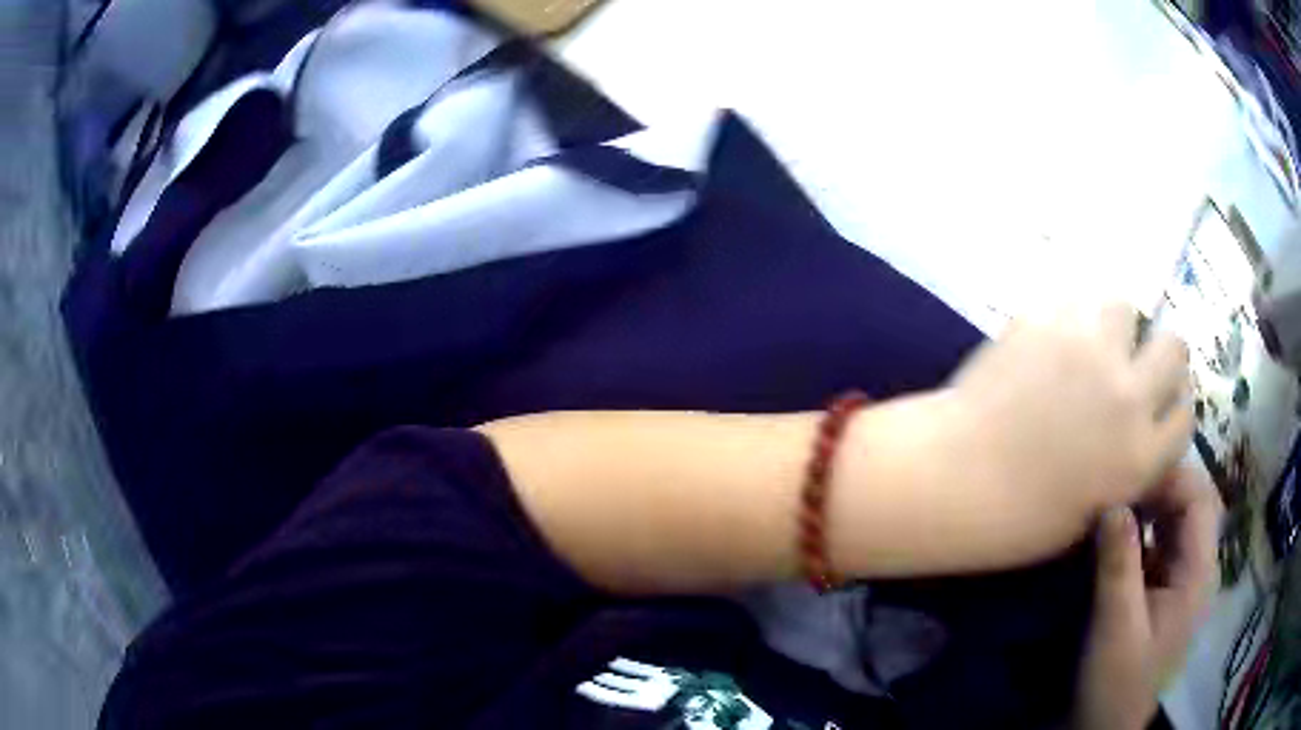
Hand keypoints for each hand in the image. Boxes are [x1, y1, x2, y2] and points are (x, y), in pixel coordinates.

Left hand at [940, 303, 1194, 565]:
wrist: (954, 479)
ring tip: (1087, 345)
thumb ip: (1124, 469)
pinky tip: (1047, 339)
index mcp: (1141, 456)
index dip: (1173, 407)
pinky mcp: (1048, 320)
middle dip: (1161, 354)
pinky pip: (1073, 302)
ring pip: (1124, 308)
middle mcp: (1129, 395)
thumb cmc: (1018, 520)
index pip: (1185, 415)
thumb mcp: (1089, 513)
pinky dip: (1069, 317)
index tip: (1158, 404)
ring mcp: (1090, 350)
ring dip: (1112, 325)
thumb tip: (1134, 437)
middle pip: (1175, 348)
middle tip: (1134, 364)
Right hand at [1073, 465, 1221, 729]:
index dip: (1170, 479)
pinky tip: (1114, 537)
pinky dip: (1140, 532)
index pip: (1199, 499)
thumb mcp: (1116, 628)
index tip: (1129, 478)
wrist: (1106, 728)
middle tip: (1117, 488)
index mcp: (1198, 572)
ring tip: (1113, 506)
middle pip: (1190, 504)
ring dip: (1148, 508)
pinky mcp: (1163, 590)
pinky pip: (1159, 544)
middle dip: (1157, 489)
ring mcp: (1181, 578)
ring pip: (1174, 521)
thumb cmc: (1116, 683)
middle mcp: (1197, 566)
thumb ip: (1119, 565)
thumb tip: (1113, 503)